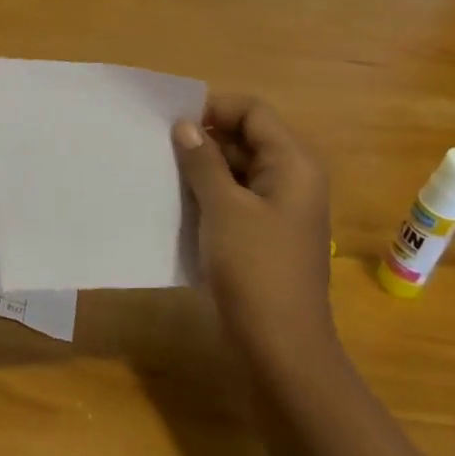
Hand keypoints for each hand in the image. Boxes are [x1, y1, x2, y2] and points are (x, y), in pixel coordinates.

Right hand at [174, 96, 334, 360]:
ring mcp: (280, 208)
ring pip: (238, 167)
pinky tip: (179, 201)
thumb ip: (203, 160)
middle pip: (247, 136)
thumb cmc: (255, 268)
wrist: (281, 347)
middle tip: (161, 147)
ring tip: (163, 172)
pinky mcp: (266, 233)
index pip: (253, 111)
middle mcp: (292, 179)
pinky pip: (236, 196)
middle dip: (205, 137)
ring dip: (203, 166)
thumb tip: (185, 125)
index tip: (173, 122)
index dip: (214, 108)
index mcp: (293, 164)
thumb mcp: (223, 207)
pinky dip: (210, 193)